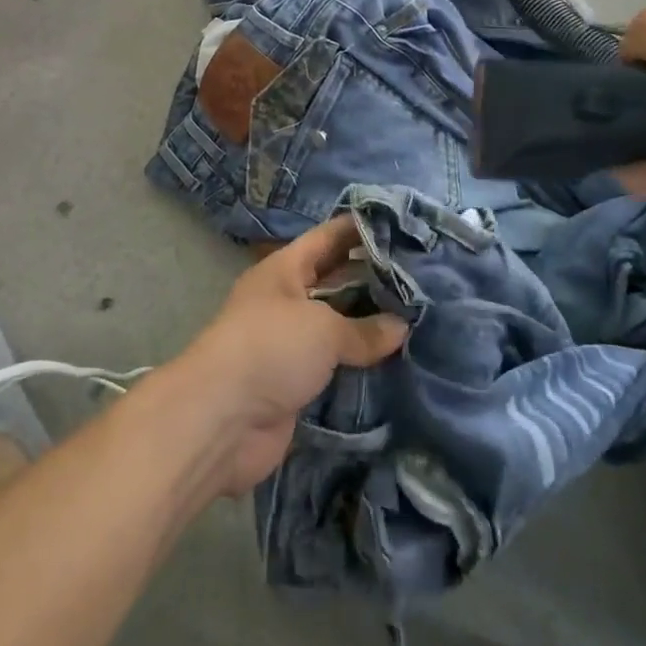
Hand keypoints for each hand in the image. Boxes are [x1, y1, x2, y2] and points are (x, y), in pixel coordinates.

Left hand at [173, 216, 406, 495]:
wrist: (222, 419)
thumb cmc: (270, 348)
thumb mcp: (323, 328)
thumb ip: (364, 328)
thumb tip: (401, 327)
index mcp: (284, 269)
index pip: (328, 238)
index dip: (361, 229)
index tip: (401, 226)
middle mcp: (286, 300)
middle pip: (335, 280)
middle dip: (373, 278)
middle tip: (423, 276)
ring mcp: (289, 343)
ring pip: (337, 325)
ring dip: (370, 324)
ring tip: (420, 316)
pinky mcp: (295, 382)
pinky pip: (334, 364)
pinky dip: (360, 363)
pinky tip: (398, 360)